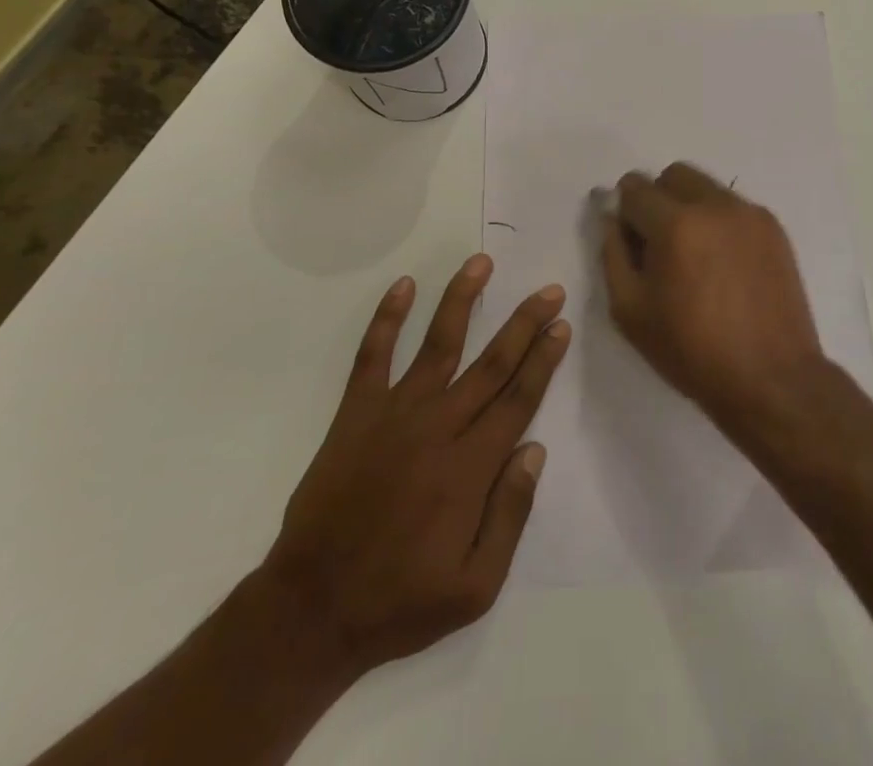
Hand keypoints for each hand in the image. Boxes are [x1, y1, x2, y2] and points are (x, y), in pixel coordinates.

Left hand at [259, 255, 569, 678]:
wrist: (311, 609)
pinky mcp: (355, 413)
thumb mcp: (475, 587)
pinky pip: (372, 356)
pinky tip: (403, 286)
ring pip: (437, 344)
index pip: (518, 399)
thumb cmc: (400, 601)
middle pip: (491, 363)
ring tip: (481, 262)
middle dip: (523, 323)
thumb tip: (534, 450)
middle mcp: (437, 427)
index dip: (543, 359)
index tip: (561, 326)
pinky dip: (386, 318)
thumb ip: (510, 516)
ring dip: (462, 299)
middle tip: (549, 290)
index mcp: (470, 468)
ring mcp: (394, 414)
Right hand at [601, 164, 823, 432]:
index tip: (629, 238)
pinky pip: (733, 207)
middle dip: (657, 199)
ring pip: (706, 187)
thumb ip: (613, 253)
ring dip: (689, 207)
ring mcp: (749, 213)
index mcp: (676, 225)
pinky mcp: (772, 227)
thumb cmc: (692, 351)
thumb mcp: (630, 311)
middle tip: (659, 244)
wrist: (771, 379)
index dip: (624, 210)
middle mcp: (714, 206)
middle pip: (673, 175)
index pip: (635, 188)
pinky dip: (718, 222)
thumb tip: (612, 218)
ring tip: (694, 256)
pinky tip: (723, 265)